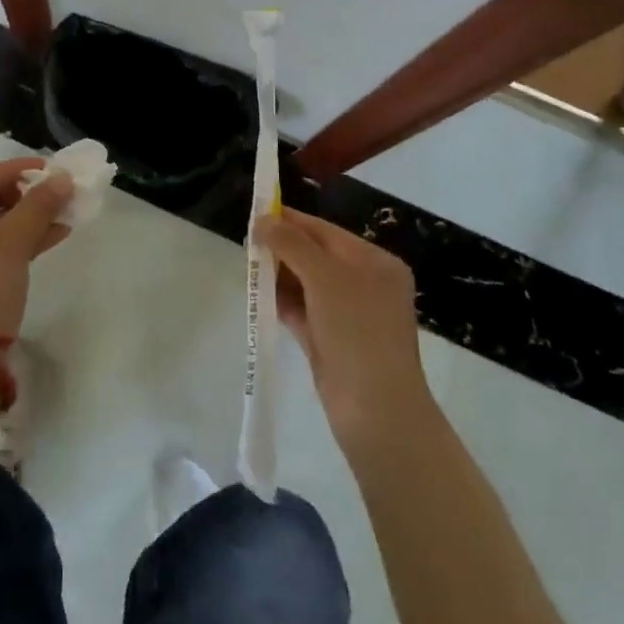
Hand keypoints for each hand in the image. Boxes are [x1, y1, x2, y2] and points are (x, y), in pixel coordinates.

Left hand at [0, 159, 74, 341]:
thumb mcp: (11, 244)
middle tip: (53, 193)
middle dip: (20, 198)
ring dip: (22, 222)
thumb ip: (37, 206)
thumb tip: (62, 179)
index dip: (12, 171)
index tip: (47, 169)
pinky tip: (48, 239)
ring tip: (60, 216)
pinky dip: (13, 246)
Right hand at [260, 208, 431, 448]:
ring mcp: (349, 315)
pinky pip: (302, 311)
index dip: (291, 221)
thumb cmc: (357, 331)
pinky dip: (282, 302)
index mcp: (375, 262)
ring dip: (279, 275)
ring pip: (306, 284)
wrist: (376, 412)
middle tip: (247, 243)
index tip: (256, 211)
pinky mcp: (332, 341)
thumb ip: (292, 244)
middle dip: (282, 249)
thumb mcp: (325, 277)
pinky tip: (258, 295)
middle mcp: (365, 284)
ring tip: (248, 267)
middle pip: (315, 256)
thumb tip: (263, 219)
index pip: (326, 231)